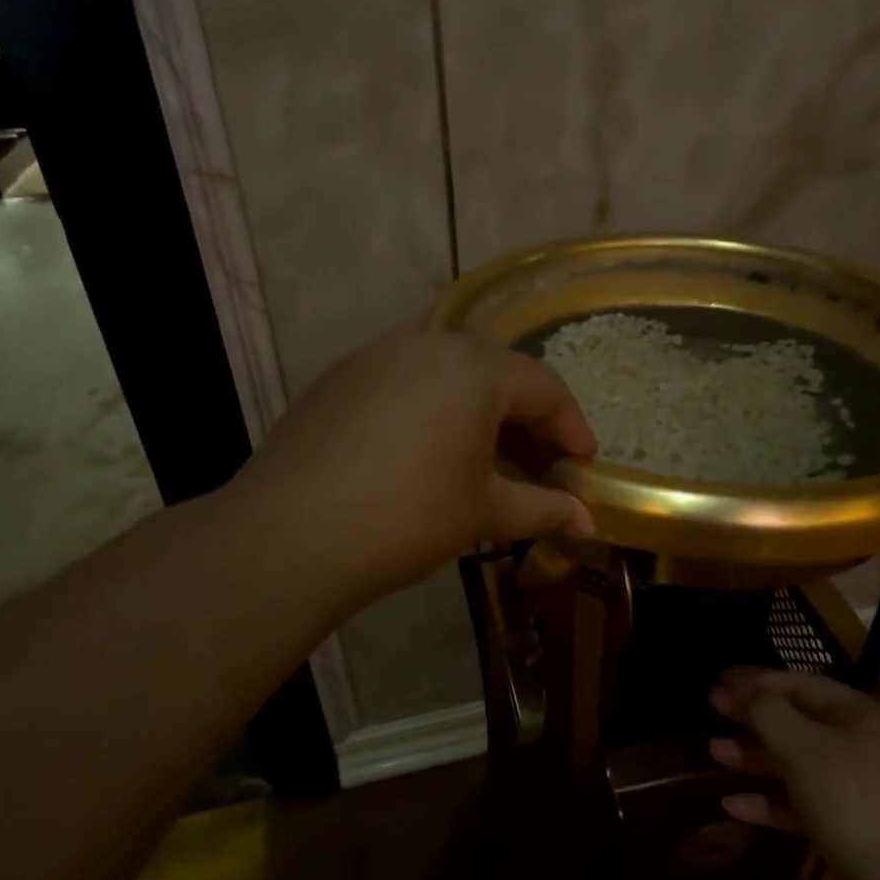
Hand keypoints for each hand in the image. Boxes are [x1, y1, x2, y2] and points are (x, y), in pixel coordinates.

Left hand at [232, 329, 597, 602]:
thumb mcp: (485, 512)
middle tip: (539, 463)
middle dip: (528, 416)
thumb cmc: (408, 518)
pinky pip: (407, 380)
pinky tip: (429, 450)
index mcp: (474, 369)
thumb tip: (589, 524)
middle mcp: (428, 344)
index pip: (544, 387)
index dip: (571, 427)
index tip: (583, 465)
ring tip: (487, 457)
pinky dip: (435, 407)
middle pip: (498, 371)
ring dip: (481, 408)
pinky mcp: (341, 377)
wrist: (289, 535)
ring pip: (450, 371)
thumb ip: (544, 509)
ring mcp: (378, 355)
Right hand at [709, 667, 879, 878]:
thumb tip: (745, 691)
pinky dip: (769, 800)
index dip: (757, 679)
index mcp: (858, 714)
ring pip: (796, 762)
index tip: (719, 679)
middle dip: (753, 716)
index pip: (800, 683)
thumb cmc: (852, 800)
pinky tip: (733, 805)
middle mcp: (860, 744)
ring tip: (714, 752)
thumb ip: (768, 712)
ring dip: (755, 756)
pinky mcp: (848, 827)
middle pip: (797, 721)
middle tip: (712, 709)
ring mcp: (856, 788)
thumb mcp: (803, 747)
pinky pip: (801, 803)